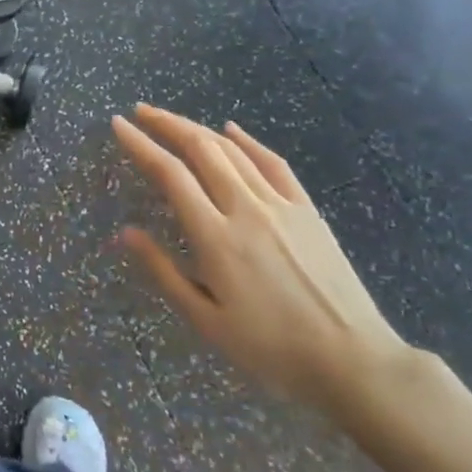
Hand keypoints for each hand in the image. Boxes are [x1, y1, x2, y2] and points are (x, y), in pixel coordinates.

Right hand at [112, 105, 413, 416]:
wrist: (353, 360)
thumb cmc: (271, 347)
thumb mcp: (206, 321)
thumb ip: (163, 271)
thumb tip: (126, 232)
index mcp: (215, 237)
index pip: (170, 174)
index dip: (141, 144)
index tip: (118, 125)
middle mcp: (245, 209)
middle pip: (201, 149)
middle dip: (166, 124)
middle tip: (140, 111)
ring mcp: (280, 205)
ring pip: (232, 151)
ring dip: (198, 128)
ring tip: (171, 119)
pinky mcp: (307, 210)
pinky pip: (273, 163)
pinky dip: (248, 140)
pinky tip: (231, 129)